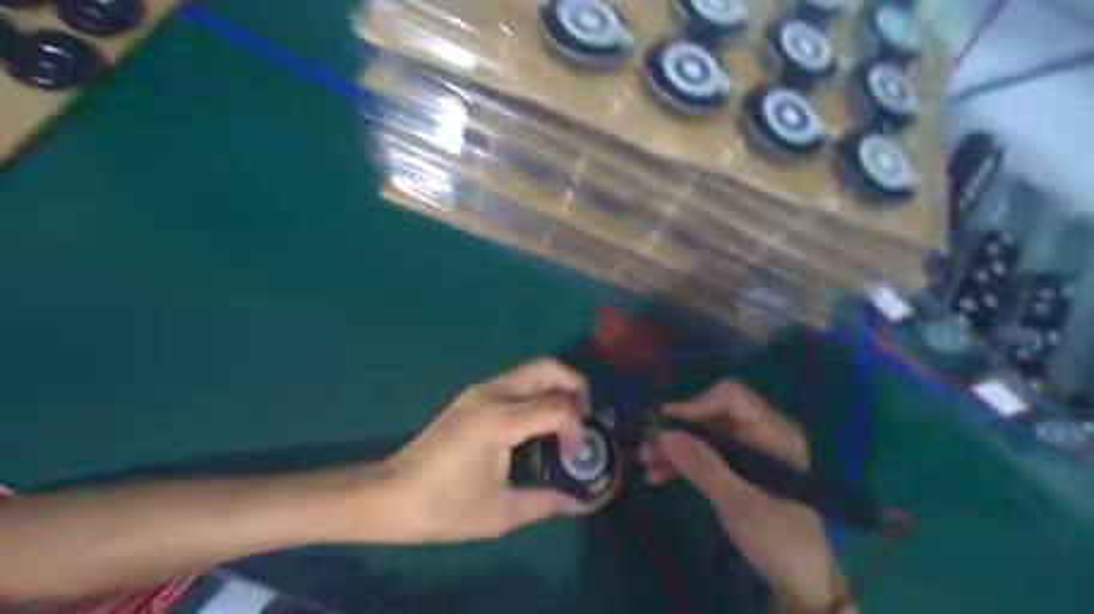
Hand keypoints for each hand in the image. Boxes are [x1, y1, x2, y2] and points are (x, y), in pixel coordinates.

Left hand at [356, 360, 585, 540]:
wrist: (389, 495)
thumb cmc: (442, 507)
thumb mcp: (499, 513)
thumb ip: (545, 503)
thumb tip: (578, 501)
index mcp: (499, 420)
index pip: (557, 407)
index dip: (577, 430)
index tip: (576, 458)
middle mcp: (492, 393)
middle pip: (549, 368)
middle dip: (576, 387)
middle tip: (584, 420)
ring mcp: (480, 390)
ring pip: (533, 370)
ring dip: (557, 387)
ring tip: (567, 422)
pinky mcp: (473, 395)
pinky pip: (517, 382)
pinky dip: (538, 392)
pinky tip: (538, 424)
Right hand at [643, 381, 843, 610]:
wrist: (800, 582)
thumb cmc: (779, 541)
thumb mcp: (738, 504)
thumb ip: (703, 467)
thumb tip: (664, 434)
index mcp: (775, 435)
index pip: (732, 398)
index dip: (697, 404)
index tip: (666, 422)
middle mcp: (762, 435)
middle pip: (713, 415)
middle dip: (680, 429)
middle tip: (649, 446)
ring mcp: (750, 452)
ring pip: (705, 435)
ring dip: (676, 447)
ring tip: (647, 463)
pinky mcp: (739, 469)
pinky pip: (706, 455)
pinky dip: (684, 462)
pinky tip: (659, 475)